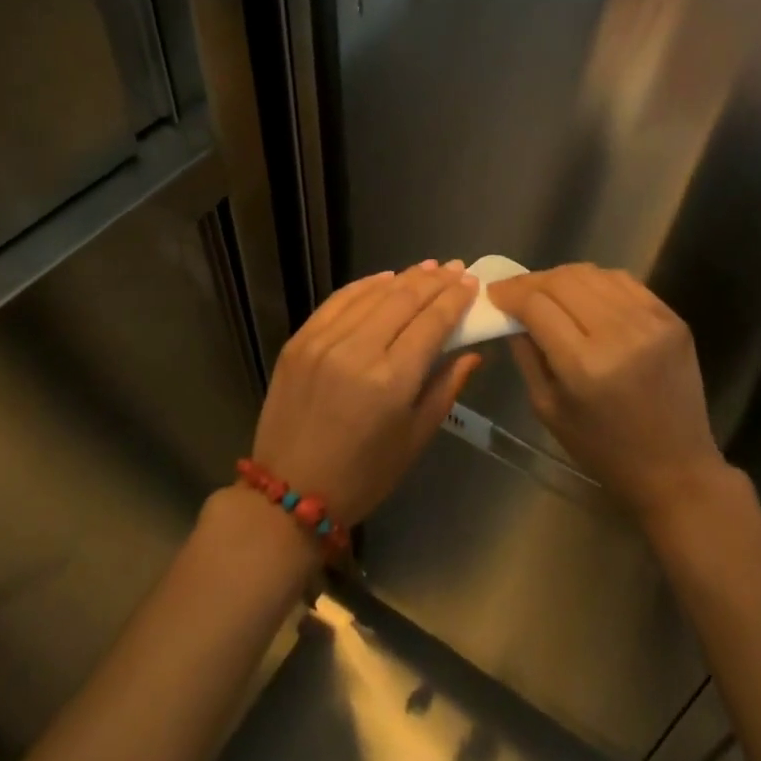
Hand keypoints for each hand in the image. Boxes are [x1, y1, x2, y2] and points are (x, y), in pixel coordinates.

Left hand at [251, 261, 481, 525]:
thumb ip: (446, 387)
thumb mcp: (415, 438)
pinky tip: (384, 278)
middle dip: (434, 280)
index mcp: (391, 380)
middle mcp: (357, 351)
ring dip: (404, 277)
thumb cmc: (364, 475)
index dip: (455, 298)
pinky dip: (365, 285)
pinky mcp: (299, 340)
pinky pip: (338, 300)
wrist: (288, 493)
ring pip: (372, 293)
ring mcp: (323, 341)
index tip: (471, 282)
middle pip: (404, 299)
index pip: (432, 322)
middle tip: (455, 268)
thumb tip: (472, 352)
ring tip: (428, 267)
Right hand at [488, 264, 726, 522]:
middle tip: (516, 291)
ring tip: (548, 291)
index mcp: (584, 365)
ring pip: (593, 274)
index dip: (509, 293)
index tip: (494, 294)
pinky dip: (596, 282)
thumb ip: (526, 355)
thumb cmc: (603, 450)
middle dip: (531, 281)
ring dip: (562, 277)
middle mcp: (619, 334)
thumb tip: (511, 314)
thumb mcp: (548, 409)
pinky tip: (585, 295)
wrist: (676, 468)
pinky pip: (624, 281)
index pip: (536, 305)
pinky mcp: (672, 318)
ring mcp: (651, 322)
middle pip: (563, 280)